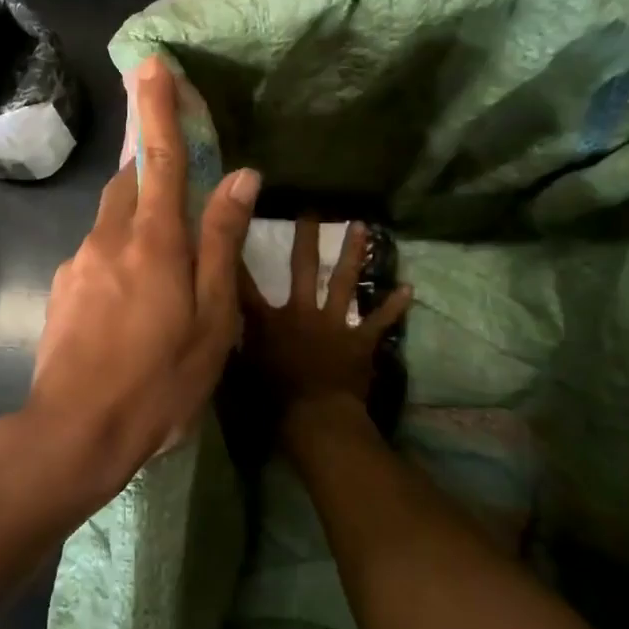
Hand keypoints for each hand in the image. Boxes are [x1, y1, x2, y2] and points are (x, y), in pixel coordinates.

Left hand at [22, 56, 259, 510]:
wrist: (76, 429)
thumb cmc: (160, 379)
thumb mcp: (211, 317)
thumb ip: (221, 241)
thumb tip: (242, 176)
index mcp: (153, 241)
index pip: (160, 158)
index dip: (159, 109)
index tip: (151, 64)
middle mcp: (109, 238)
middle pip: (128, 181)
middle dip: (145, 155)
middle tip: (165, 150)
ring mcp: (79, 263)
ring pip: (111, 217)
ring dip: (135, 208)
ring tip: (160, 243)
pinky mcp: (64, 288)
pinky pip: (97, 251)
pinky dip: (120, 250)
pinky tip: (132, 293)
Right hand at [241, 217, 410, 417]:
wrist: (316, 418)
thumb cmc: (272, 399)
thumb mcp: (239, 370)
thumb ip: (233, 343)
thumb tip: (220, 326)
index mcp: (267, 320)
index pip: (243, 282)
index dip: (235, 254)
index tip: (231, 225)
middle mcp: (301, 311)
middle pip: (303, 267)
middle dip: (307, 238)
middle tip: (312, 210)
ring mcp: (333, 323)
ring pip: (345, 281)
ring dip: (354, 254)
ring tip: (362, 226)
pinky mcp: (359, 340)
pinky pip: (379, 320)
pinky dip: (393, 306)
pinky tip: (408, 288)